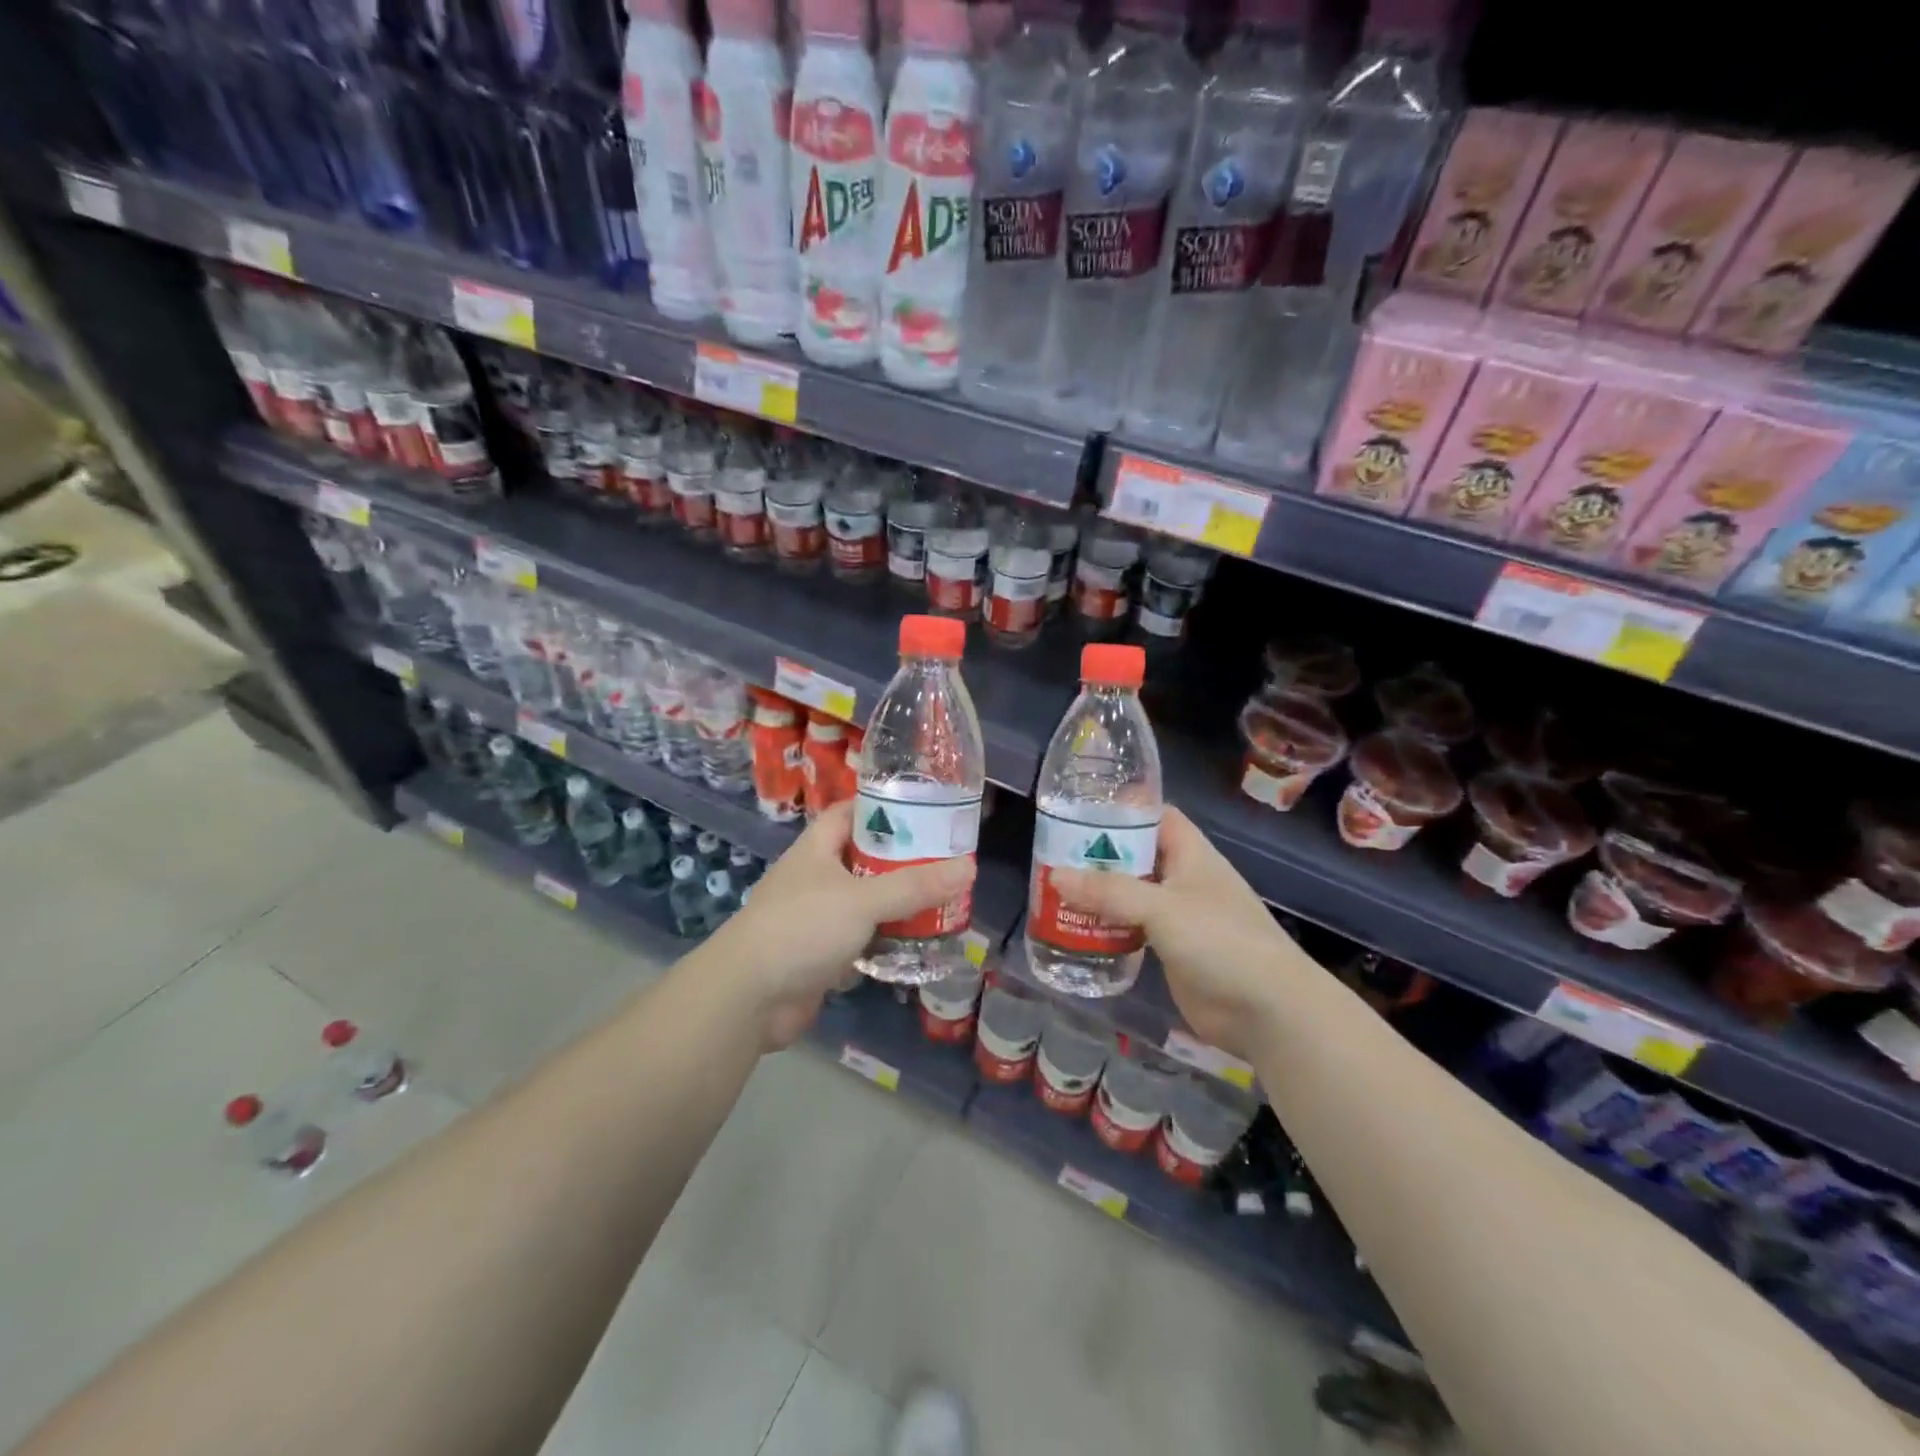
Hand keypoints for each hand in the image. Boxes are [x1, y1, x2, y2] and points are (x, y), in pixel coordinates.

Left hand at [702, 799, 975, 1049]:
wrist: (749, 997)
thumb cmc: (802, 928)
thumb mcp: (863, 900)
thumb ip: (914, 886)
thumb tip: (969, 868)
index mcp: (817, 849)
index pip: (850, 813)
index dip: (883, 807)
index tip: (924, 809)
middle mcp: (816, 878)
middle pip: (865, 859)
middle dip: (903, 861)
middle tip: (947, 860)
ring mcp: (818, 918)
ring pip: (867, 902)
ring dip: (898, 905)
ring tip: (944, 901)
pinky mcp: (822, 955)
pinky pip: (863, 940)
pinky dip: (887, 942)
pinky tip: (920, 944)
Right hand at [1051, 808, 1303, 1058]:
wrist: (1267, 1010)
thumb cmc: (1220, 941)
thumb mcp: (1161, 908)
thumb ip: (1108, 892)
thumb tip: (1055, 876)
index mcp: (1190, 853)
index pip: (1155, 815)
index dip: (1122, 808)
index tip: (1079, 807)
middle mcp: (1183, 878)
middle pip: (1135, 855)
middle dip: (1098, 854)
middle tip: (1051, 852)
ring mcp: (1177, 916)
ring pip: (1130, 893)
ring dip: (1098, 893)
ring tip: (1053, 888)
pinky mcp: (1170, 949)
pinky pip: (1132, 928)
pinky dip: (1107, 926)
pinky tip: (1075, 929)